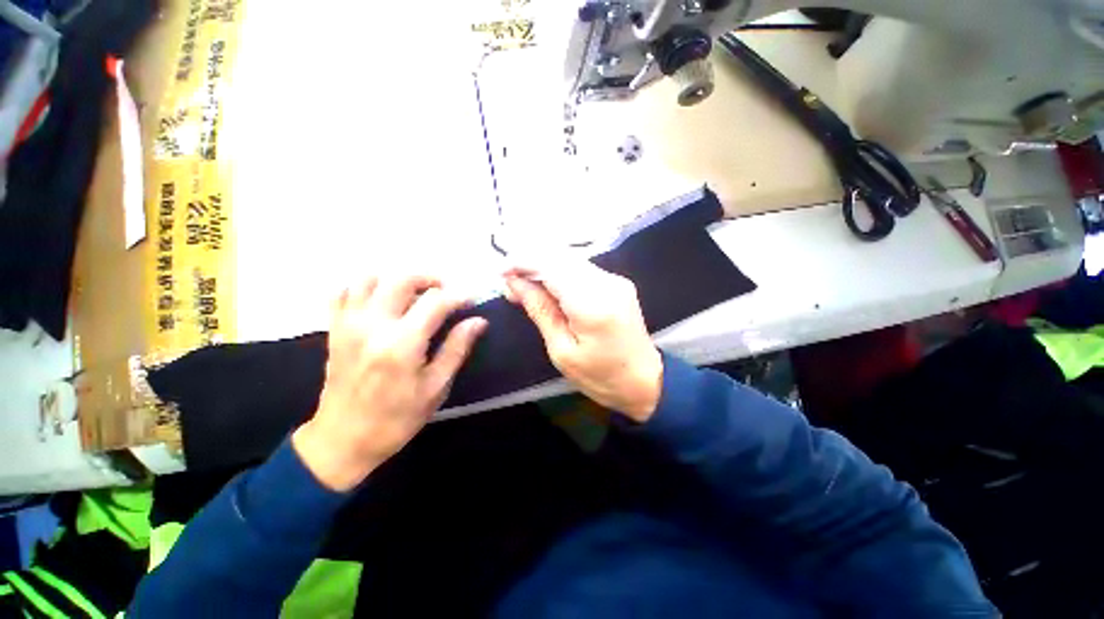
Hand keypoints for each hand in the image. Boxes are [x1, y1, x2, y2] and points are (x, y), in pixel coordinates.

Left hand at [293, 274, 487, 490]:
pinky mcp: (335, 329)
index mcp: (402, 343)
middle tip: (446, 291)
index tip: (472, 300)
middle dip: (431, 278)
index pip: (436, 301)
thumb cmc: (396, 419)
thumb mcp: (436, 387)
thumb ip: (457, 348)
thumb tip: (478, 321)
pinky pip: (344, 292)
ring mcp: (349, 324)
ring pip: (371, 278)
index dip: (459, 296)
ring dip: (398, 279)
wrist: (342, 440)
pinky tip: (382, 300)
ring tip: (415, 294)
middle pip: (402, 279)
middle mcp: (373, 325)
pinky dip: (365, 287)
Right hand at [504, 262, 661, 422]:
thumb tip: (515, 282)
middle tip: (510, 283)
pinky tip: (547, 287)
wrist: (646, 381)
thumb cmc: (601, 377)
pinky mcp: (617, 282)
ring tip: (524, 286)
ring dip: (544, 267)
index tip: (500, 272)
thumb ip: (540, 310)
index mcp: (592, 304)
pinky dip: (559, 273)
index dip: (522, 262)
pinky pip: (581, 269)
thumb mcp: (562, 351)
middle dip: (530, 262)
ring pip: (570, 259)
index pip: (551, 266)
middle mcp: (607, 282)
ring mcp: (615, 279)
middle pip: (561, 256)